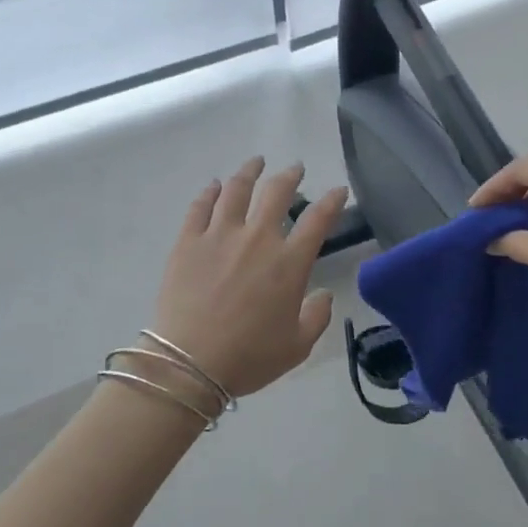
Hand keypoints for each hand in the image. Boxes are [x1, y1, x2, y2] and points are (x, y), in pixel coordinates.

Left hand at [149, 158, 346, 399]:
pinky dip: (210, 192)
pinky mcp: (188, 241)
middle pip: (277, 192)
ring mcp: (219, 235)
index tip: (339, 190)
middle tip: (295, 169)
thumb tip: (323, 294)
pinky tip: (214, 185)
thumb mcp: (297, 346)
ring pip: (237, 190)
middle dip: (290, 176)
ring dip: (250, 171)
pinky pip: (200, 206)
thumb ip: (317, 316)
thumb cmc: (248, 357)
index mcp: (289, 263)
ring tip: (256, 162)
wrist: (189, 363)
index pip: (318, 220)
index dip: (332, 201)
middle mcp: (257, 238)